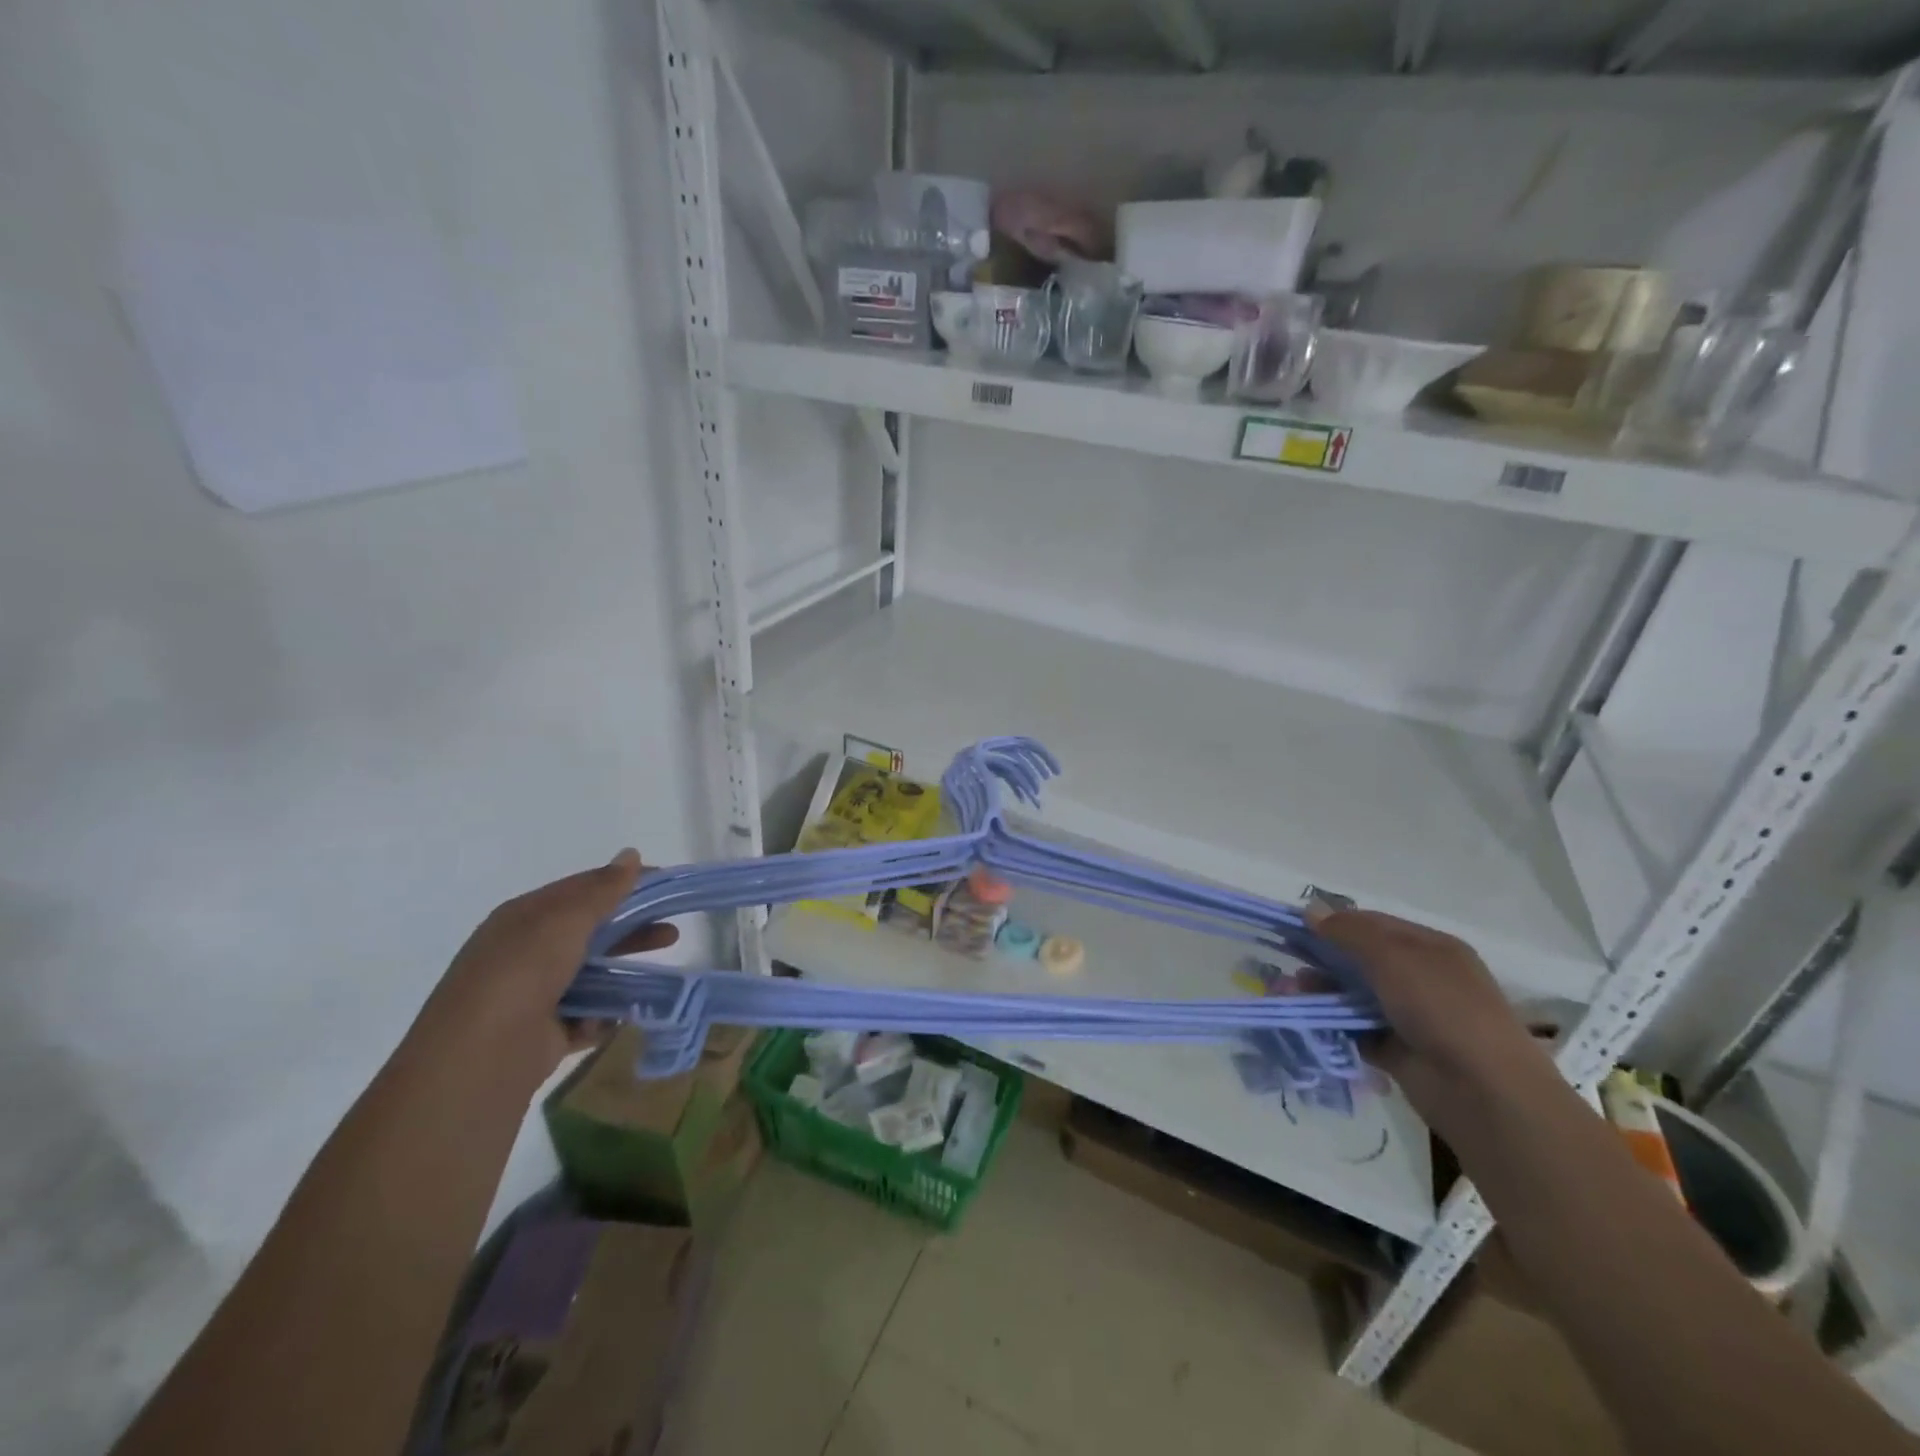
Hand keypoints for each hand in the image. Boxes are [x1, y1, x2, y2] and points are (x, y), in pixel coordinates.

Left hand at [407, 849, 677, 1091]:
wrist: (480, 1057)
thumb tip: (631, 854)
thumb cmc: (523, 972)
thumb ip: (603, 890)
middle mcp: (525, 953)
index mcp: (524, 918)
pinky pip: (586, 1015)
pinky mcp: (544, 1034)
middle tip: (671, 931)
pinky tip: (618, 1014)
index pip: (580, 890)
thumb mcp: (565, 920)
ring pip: (591, 975)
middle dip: (631, 930)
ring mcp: (533, 996)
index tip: (664, 884)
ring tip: (658, 974)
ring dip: (622, 973)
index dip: (622, 883)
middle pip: (590, 933)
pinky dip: (603, 1015)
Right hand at [1310, 907, 1553, 1118]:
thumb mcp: (1394, 957)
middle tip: (1286, 959)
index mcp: (1431, 949)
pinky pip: (1357, 1030)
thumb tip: (1311, 911)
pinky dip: (1333, 1024)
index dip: (1335, 922)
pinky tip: (1306, 1019)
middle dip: (1323, 958)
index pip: (1375, 925)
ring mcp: (1412, 1017)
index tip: (1295, 925)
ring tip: (1289, 992)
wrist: (1483, 1090)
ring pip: (1356, 996)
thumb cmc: (1441, 1007)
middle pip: (1363, 960)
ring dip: (1322, 991)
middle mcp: (1423, 979)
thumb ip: (1350, 933)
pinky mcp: (1399, 1051)